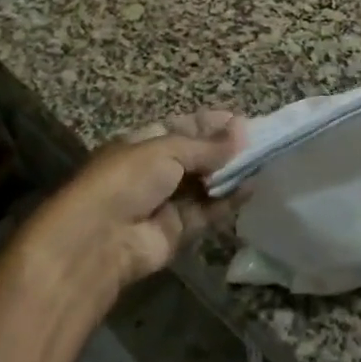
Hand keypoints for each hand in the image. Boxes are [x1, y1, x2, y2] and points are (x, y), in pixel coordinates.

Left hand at [28, 109, 245, 300]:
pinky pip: (208, 211)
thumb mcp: (167, 149)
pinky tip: (252, 187)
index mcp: (144, 143)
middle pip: (196, 156)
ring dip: (230, 174)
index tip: (241, 121)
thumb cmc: (127, 179)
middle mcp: (154, 171)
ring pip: (205, 184)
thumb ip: (207, 145)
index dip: (210, 124)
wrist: (98, 240)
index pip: (182, 127)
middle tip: (259, 142)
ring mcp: (165, 202)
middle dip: (225, 149)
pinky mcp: (177, 231)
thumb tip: (242, 131)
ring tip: (262, 162)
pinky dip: (229, 200)